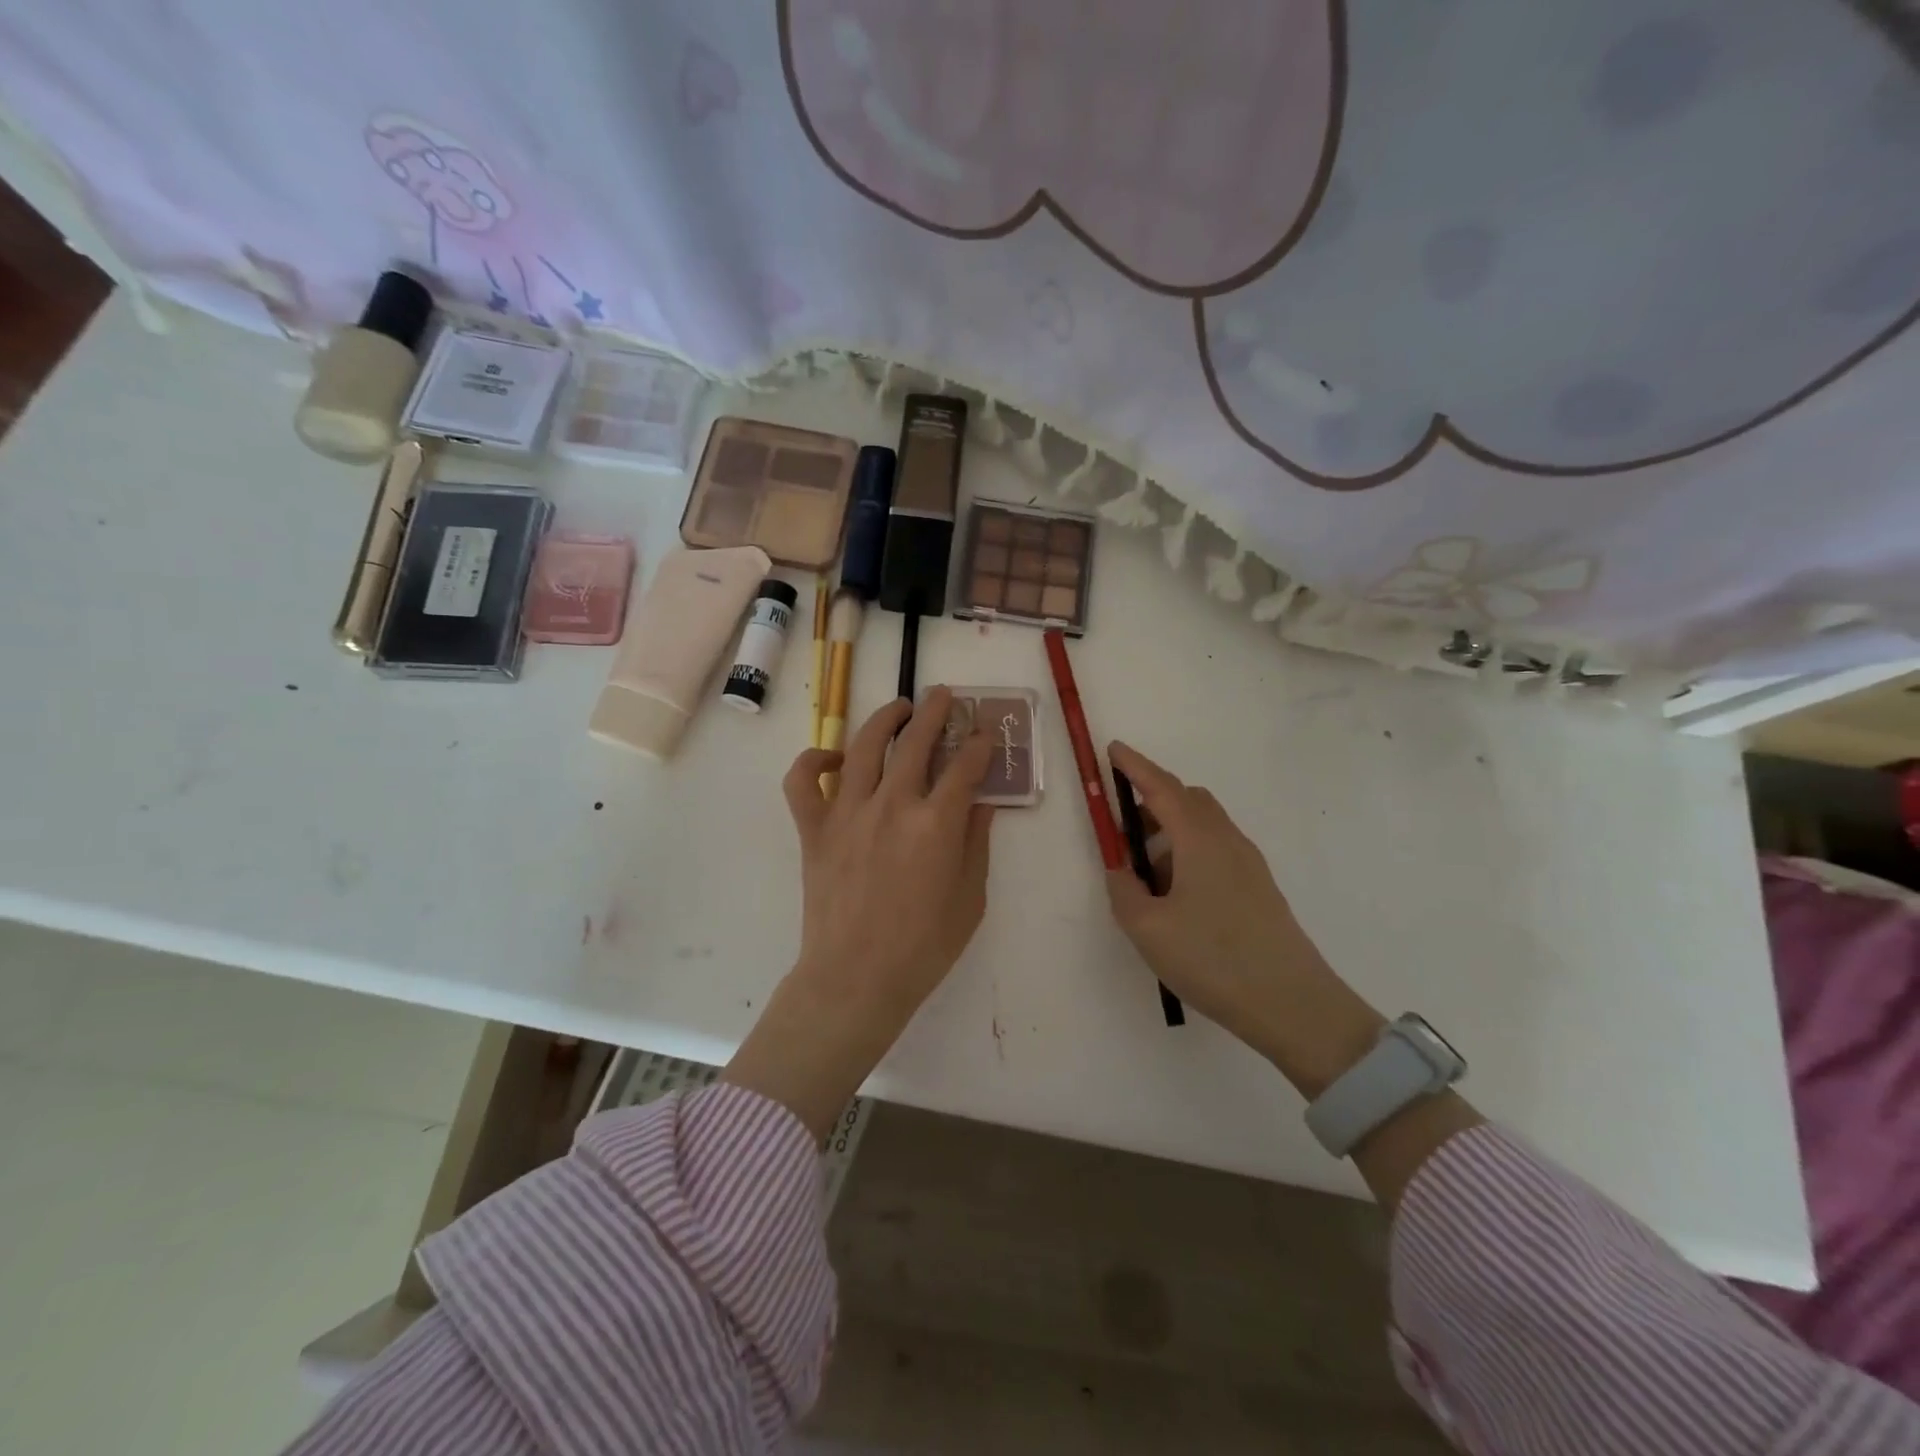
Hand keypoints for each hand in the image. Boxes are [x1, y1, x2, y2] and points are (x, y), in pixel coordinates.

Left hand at [724, 689, 995, 1138]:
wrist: (855, 980)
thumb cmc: (923, 947)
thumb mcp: (970, 898)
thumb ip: (977, 842)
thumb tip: (982, 802)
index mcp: (936, 824)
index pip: (965, 766)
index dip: (980, 743)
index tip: (986, 732)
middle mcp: (892, 806)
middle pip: (915, 741)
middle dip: (934, 712)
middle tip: (943, 696)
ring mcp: (847, 813)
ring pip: (863, 747)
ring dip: (883, 719)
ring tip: (898, 708)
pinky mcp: (814, 829)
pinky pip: (802, 781)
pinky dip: (813, 761)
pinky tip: (833, 758)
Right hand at [1105, 741, 1384, 1097]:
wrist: (1292, 1004)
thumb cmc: (1213, 959)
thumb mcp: (1147, 928)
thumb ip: (1123, 891)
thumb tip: (1121, 870)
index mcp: (1199, 840)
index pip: (1162, 787)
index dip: (1135, 766)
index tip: (1114, 750)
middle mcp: (1227, 841)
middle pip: (1188, 800)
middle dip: (1152, 801)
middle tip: (1123, 827)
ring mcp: (1248, 864)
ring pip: (1203, 828)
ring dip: (1170, 834)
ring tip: (1146, 878)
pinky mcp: (1259, 888)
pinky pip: (1216, 852)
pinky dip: (1189, 856)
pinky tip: (1177, 899)